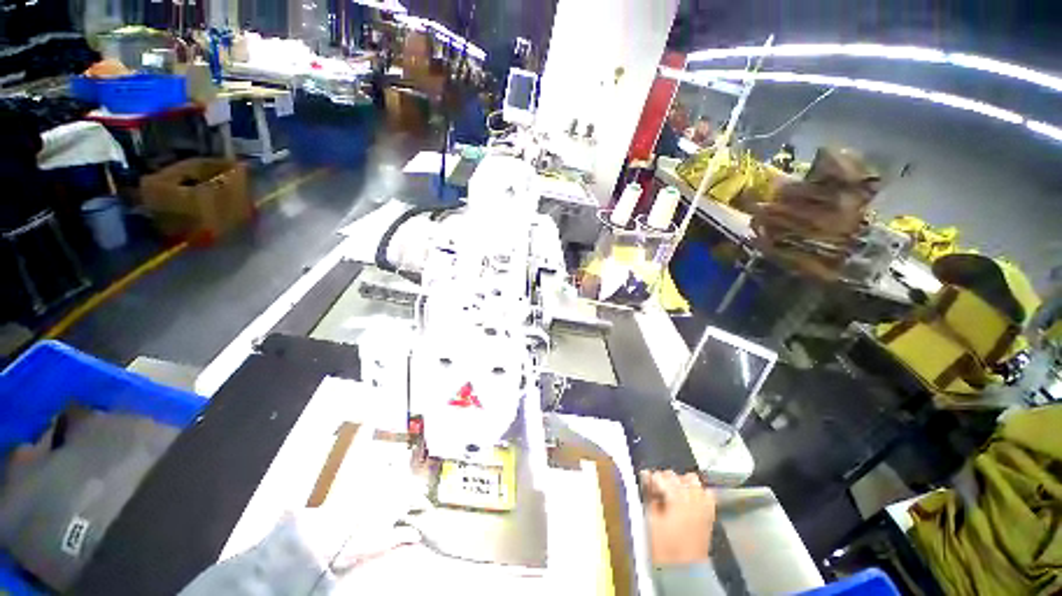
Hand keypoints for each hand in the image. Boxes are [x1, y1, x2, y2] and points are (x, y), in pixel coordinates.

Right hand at [641, 470, 715, 565]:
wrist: (684, 570)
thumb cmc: (663, 545)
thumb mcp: (650, 518)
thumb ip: (648, 493)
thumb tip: (645, 475)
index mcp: (677, 496)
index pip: (660, 476)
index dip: (651, 481)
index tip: (647, 488)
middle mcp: (693, 495)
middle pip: (676, 475)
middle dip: (665, 480)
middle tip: (658, 492)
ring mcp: (704, 503)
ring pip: (692, 480)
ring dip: (681, 483)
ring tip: (673, 494)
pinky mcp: (710, 512)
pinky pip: (705, 493)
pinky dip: (697, 492)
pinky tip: (689, 499)